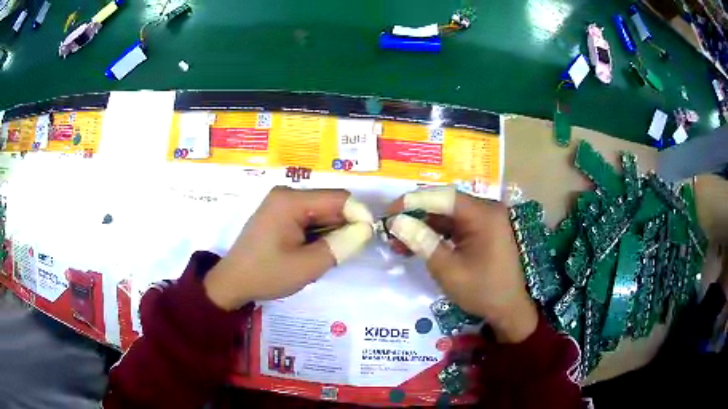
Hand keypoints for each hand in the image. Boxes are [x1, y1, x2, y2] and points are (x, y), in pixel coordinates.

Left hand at [203, 187, 373, 310]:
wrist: (232, 283)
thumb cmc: (267, 274)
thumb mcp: (307, 266)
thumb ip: (340, 246)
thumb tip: (367, 230)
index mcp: (291, 201)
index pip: (339, 198)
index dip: (358, 215)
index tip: (367, 239)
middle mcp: (286, 195)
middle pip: (329, 204)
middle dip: (343, 226)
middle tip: (345, 253)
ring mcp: (281, 204)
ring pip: (320, 212)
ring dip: (330, 232)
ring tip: (324, 256)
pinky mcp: (279, 214)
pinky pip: (308, 219)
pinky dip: (317, 234)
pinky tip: (312, 252)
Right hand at [387, 187, 537, 342]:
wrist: (509, 309)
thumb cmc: (482, 290)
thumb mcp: (448, 269)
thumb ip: (422, 242)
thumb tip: (396, 222)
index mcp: (484, 214)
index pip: (443, 197)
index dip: (413, 201)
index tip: (389, 214)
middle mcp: (486, 210)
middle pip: (445, 203)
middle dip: (416, 214)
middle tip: (390, 228)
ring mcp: (485, 220)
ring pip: (447, 215)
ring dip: (423, 226)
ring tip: (398, 241)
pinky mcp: (482, 231)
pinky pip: (455, 226)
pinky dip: (436, 234)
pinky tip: (417, 245)